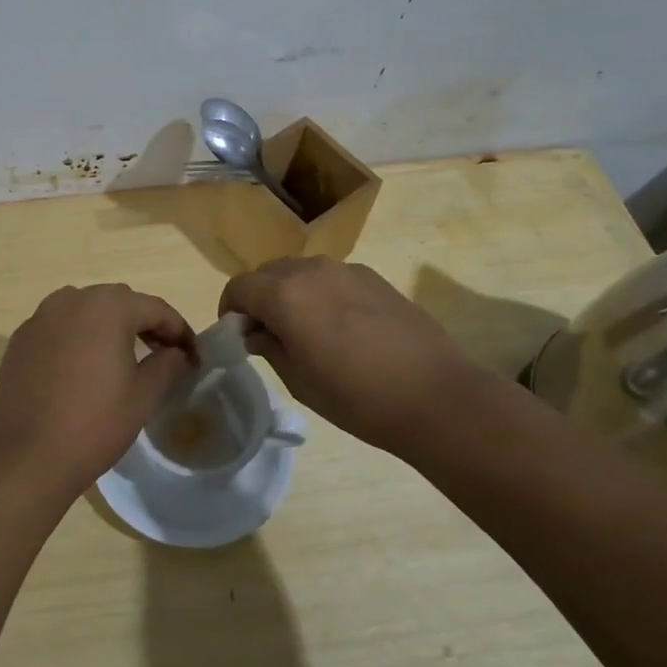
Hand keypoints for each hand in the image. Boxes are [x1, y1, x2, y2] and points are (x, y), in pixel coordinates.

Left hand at [0, 284, 197, 503]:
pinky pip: (59, 327)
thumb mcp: (144, 395)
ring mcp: (40, 317)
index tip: (193, 354)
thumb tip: (176, 351)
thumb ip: (167, 363)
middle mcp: (71, 299)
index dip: (179, 330)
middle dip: (144, 323)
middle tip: (164, 351)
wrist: (28, 456)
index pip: (155, 309)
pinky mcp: (21, 339)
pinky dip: (78, 337)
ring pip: (86, 310)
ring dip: (109, 326)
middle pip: (119, 302)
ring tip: (124, 355)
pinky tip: (84, 367)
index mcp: (107, 306)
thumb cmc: (95, 423)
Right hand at [218, 257, 489, 456]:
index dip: (230, 310)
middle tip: (268, 334)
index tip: (238, 336)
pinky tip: (341, 327)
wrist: (435, 395)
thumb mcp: (299, 380)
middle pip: (268, 273)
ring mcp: (345, 269)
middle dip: (259, 298)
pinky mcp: (373, 277)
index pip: (239, 287)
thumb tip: (256, 331)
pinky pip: (331, 277)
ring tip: (305, 330)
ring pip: (300, 271)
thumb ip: (269, 346)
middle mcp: (311, 270)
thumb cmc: (357, 397)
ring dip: (290, 293)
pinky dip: (320, 293)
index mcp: (284, 294)